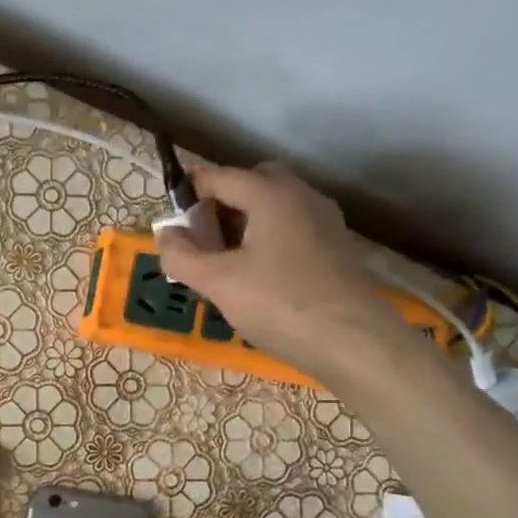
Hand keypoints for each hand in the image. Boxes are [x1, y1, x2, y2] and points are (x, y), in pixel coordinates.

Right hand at [154, 159, 402, 375]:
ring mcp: (324, 222)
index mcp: (270, 194)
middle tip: (201, 240)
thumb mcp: (218, 282)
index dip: (188, 193)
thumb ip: (182, 256)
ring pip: (274, 207)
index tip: (170, 224)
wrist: (353, 341)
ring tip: (224, 263)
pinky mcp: (335, 249)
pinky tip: (257, 278)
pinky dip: (267, 240)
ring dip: (244, 223)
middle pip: (252, 183)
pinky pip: (291, 229)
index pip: (219, 176)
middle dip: (221, 204)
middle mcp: (301, 196)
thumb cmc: (279, 304)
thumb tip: (165, 235)